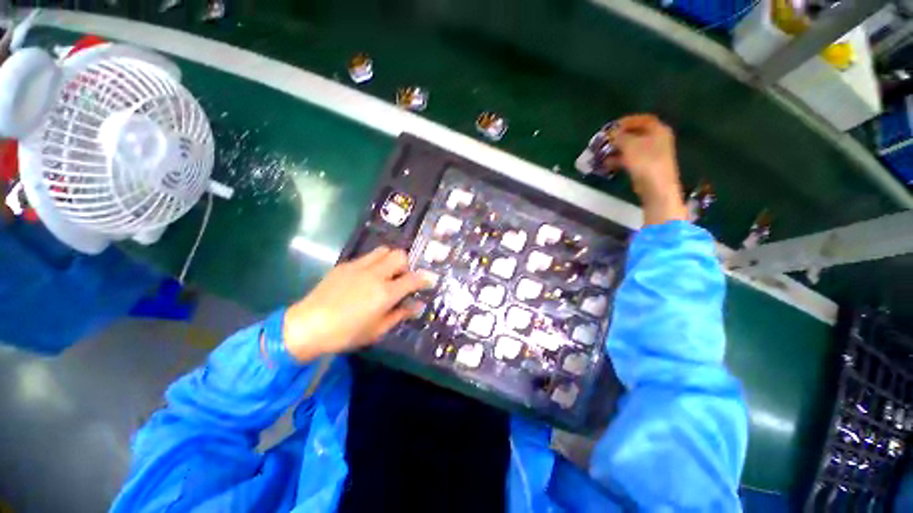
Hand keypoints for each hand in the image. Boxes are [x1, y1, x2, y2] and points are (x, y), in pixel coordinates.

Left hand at [281, 247, 429, 362]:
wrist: (306, 326)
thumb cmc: (345, 334)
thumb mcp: (377, 330)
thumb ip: (400, 314)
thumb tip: (417, 305)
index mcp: (385, 293)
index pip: (413, 279)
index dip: (425, 279)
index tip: (430, 280)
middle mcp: (375, 275)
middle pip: (399, 256)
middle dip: (406, 265)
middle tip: (402, 278)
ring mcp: (359, 267)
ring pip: (383, 250)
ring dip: (390, 259)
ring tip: (386, 273)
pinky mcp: (345, 265)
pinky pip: (367, 257)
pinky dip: (374, 262)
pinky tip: (366, 277)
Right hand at [605, 114, 687, 225]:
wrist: (656, 187)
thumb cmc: (645, 162)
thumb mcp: (629, 145)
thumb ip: (619, 136)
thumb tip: (611, 133)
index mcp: (658, 130)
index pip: (641, 120)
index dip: (626, 121)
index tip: (611, 128)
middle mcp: (657, 139)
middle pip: (635, 134)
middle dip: (618, 137)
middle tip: (605, 141)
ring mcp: (652, 154)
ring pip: (631, 148)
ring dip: (616, 150)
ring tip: (602, 154)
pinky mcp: (645, 167)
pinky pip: (630, 159)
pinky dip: (619, 160)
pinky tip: (607, 164)